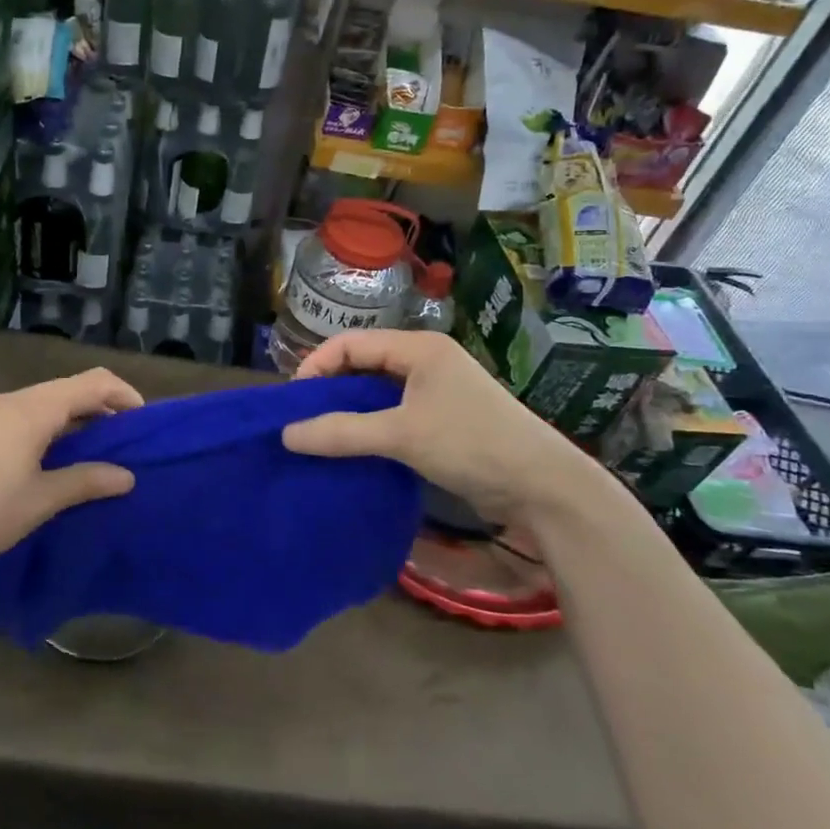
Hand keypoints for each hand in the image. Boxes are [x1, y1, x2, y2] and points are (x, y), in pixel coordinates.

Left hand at [0, 367, 144, 575]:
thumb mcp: (42, 500)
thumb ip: (87, 481)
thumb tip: (127, 476)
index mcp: (33, 409)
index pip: (92, 382)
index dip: (123, 395)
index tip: (143, 423)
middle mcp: (12, 401)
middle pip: (68, 389)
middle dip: (101, 408)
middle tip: (123, 442)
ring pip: (44, 403)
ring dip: (74, 420)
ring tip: (92, 453)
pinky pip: (23, 417)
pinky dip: (48, 429)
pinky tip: (50, 460)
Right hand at [281, 330, 618, 527]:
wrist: (543, 485)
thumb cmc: (471, 444)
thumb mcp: (401, 435)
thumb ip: (341, 433)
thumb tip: (286, 434)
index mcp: (419, 348)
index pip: (351, 343)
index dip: (317, 365)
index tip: (293, 400)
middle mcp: (427, 360)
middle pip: (364, 363)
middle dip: (330, 387)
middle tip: (303, 418)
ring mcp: (438, 390)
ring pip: (378, 391)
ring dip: (350, 409)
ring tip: (321, 433)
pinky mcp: (444, 418)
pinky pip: (394, 412)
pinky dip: (371, 425)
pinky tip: (355, 447)